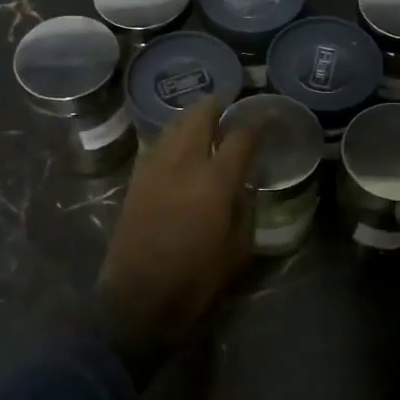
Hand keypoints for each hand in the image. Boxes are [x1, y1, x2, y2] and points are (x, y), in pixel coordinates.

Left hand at [96, 97, 261, 381]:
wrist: (139, 299)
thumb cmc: (196, 279)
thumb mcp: (238, 249)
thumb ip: (244, 209)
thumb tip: (242, 187)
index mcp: (215, 181)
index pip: (240, 136)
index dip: (255, 123)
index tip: (265, 117)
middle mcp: (183, 164)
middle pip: (199, 116)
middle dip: (216, 103)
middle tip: (229, 101)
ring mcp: (154, 169)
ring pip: (172, 126)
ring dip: (190, 117)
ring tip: (204, 118)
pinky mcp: (135, 181)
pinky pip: (156, 145)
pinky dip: (170, 137)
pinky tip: (178, 144)